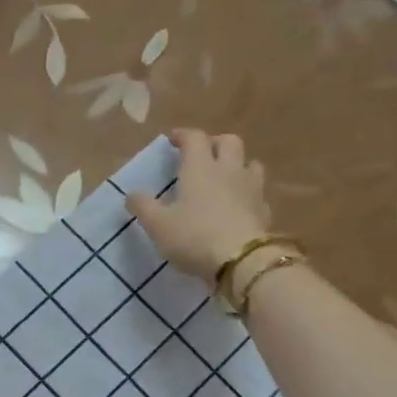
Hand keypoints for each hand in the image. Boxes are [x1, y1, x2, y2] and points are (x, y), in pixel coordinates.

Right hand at [126, 129, 275, 283]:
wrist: (241, 261)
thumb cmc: (193, 237)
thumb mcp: (158, 225)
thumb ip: (143, 207)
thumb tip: (132, 195)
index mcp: (200, 168)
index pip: (194, 138)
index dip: (183, 135)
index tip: (173, 140)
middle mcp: (228, 170)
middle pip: (229, 141)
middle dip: (215, 143)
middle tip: (202, 154)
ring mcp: (251, 189)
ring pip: (250, 163)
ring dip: (238, 164)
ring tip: (225, 177)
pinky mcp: (264, 210)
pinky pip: (258, 192)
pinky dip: (248, 193)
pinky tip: (239, 205)